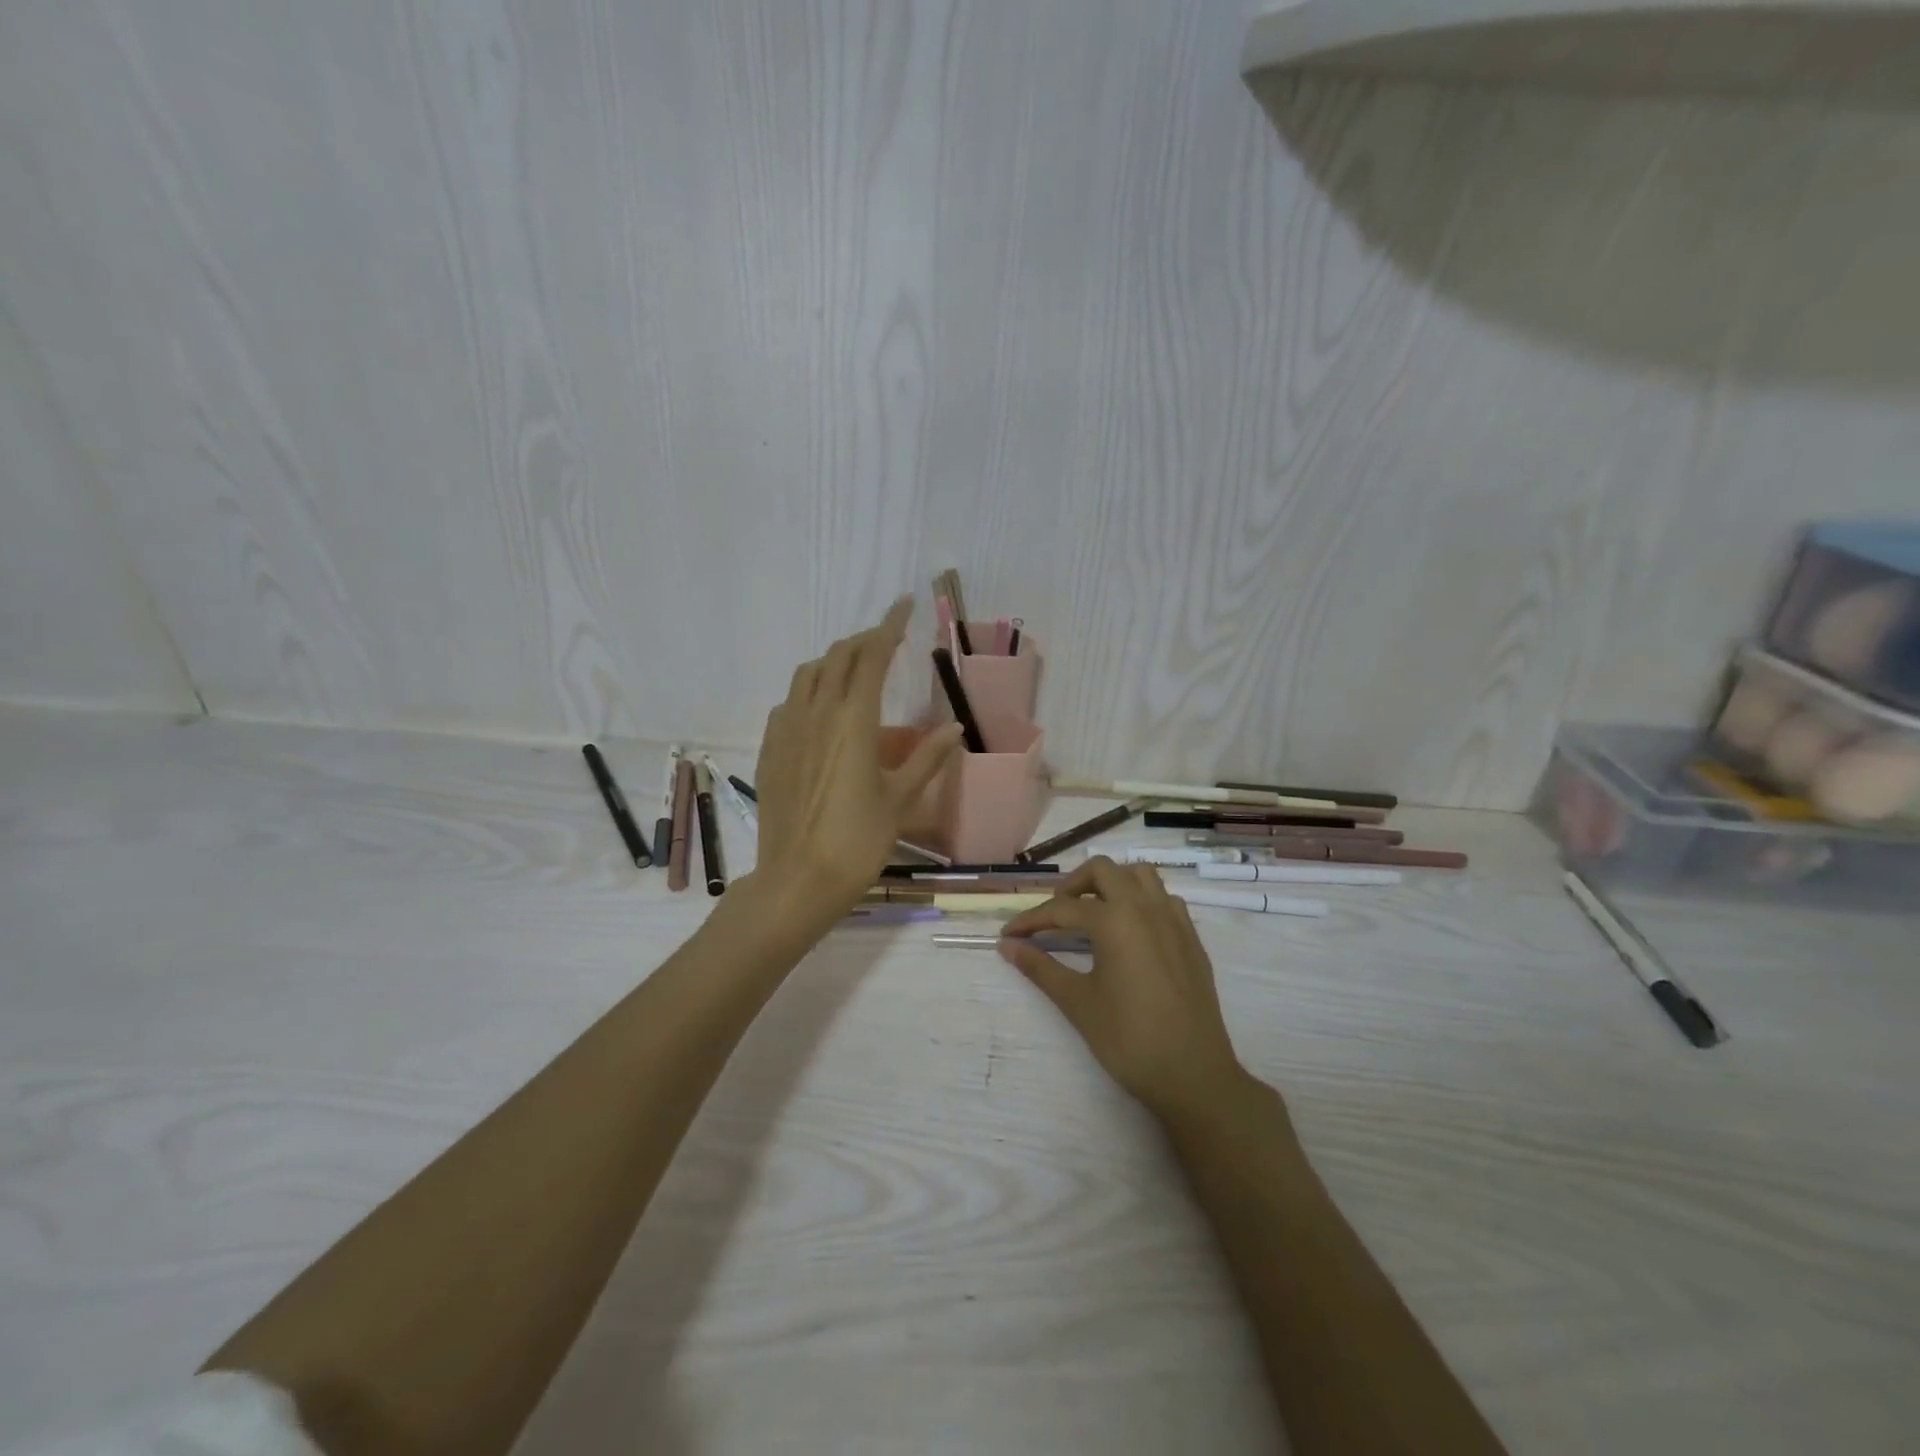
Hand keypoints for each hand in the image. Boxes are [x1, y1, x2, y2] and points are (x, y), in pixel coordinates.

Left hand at [752, 597, 964, 927]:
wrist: (798, 879)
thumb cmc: (858, 840)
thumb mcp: (900, 799)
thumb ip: (928, 758)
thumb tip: (956, 729)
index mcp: (854, 719)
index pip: (872, 655)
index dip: (889, 625)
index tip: (903, 604)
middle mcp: (816, 712)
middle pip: (838, 656)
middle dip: (864, 639)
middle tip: (887, 639)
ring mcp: (787, 729)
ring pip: (808, 674)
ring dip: (834, 660)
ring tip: (854, 668)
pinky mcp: (771, 748)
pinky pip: (789, 702)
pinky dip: (809, 690)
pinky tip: (820, 709)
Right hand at [998, 856, 1255, 1123]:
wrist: (1193, 1075)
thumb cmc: (1129, 1039)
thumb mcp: (1078, 1002)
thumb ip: (1040, 967)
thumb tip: (1007, 946)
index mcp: (1115, 919)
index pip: (1062, 909)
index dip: (1031, 920)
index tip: (1008, 934)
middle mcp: (1146, 907)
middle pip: (1103, 871)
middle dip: (1072, 886)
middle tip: (1055, 916)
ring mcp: (1174, 920)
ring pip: (1139, 876)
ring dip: (1112, 884)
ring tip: (1093, 913)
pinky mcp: (1191, 939)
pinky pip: (1164, 899)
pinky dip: (1142, 901)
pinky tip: (1130, 931)